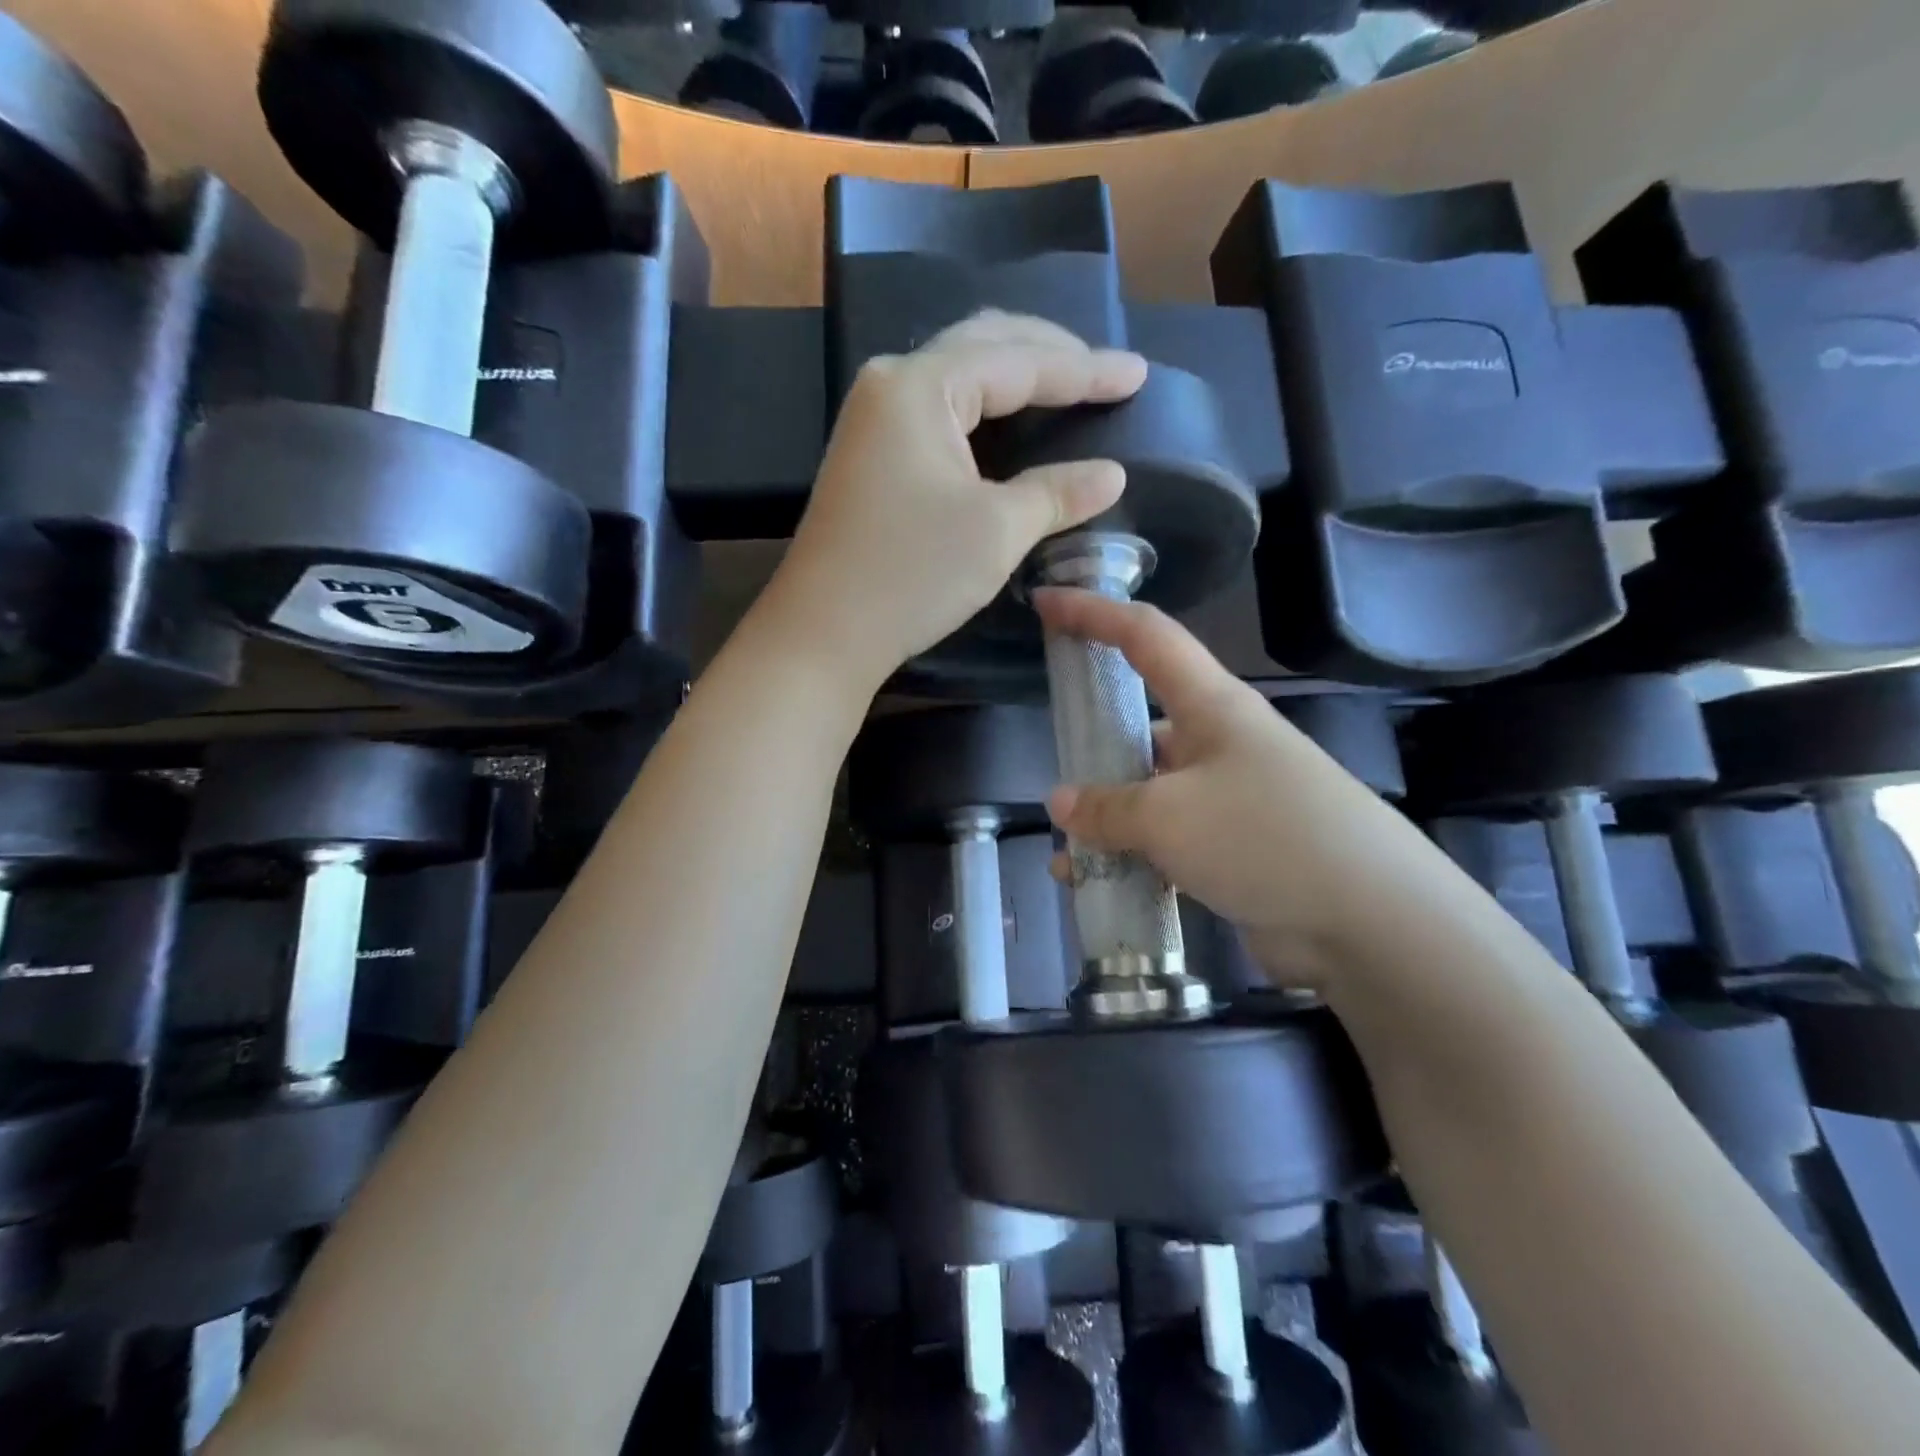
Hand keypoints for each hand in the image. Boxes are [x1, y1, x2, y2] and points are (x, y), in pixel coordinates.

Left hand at [760, 311, 1146, 686]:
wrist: (823, 633)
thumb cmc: (911, 575)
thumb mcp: (996, 531)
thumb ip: (1057, 492)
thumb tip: (1111, 474)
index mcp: (919, 386)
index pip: (1019, 361)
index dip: (1085, 370)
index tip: (1138, 374)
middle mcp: (891, 385)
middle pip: (983, 346)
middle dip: (1049, 355)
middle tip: (1104, 373)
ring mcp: (874, 420)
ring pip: (958, 377)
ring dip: (1014, 376)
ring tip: (1067, 385)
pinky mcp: (871, 456)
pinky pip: (940, 411)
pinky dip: (983, 410)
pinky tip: (1009, 420)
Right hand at [1036, 589, 1465, 987]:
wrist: (1373, 923)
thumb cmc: (1266, 837)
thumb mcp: (1169, 816)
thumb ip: (1106, 807)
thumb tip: (1062, 803)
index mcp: (1211, 705)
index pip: (1144, 635)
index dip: (1092, 612)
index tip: (1044, 603)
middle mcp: (1220, 743)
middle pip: (1142, 722)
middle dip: (1094, 747)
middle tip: (1054, 775)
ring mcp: (1230, 799)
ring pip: (1149, 794)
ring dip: (1106, 821)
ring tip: (1066, 857)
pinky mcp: (1235, 851)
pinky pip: (1166, 845)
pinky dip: (1130, 860)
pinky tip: (1097, 889)